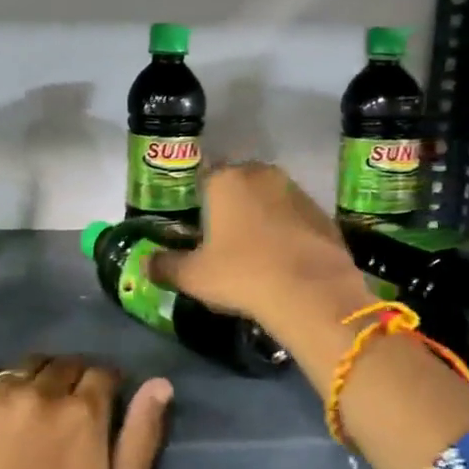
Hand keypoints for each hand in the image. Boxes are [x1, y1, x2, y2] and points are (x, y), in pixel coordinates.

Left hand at [0, 357, 172, 468]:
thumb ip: (142, 433)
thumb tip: (160, 384)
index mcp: (82, 411)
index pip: (102, 372)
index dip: (107, 385)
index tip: (104, 402)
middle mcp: (40, 392)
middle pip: (64, 364)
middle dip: (73, 380)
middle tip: (69, 409)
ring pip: (26, 367)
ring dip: (37, 380)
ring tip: (34, 408)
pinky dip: (1, 391)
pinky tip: (1, 417)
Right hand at [147, 162, 374, 350]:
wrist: (312, 293)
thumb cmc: (242, 275)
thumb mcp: (194, 277)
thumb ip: (165, 266)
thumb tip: (145, 264)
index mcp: (226, 180)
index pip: (203, 179)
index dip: (198, 202)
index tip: (197, 228)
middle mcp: (262, 174)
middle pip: (238, 184)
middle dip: (231, 206)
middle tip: (223, 240)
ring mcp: (297, 191)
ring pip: (269, 198)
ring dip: (261, 216)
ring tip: (254, 252)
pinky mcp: (323, 213)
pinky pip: (295, 217)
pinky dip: (287, 231)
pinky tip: (283, 259)